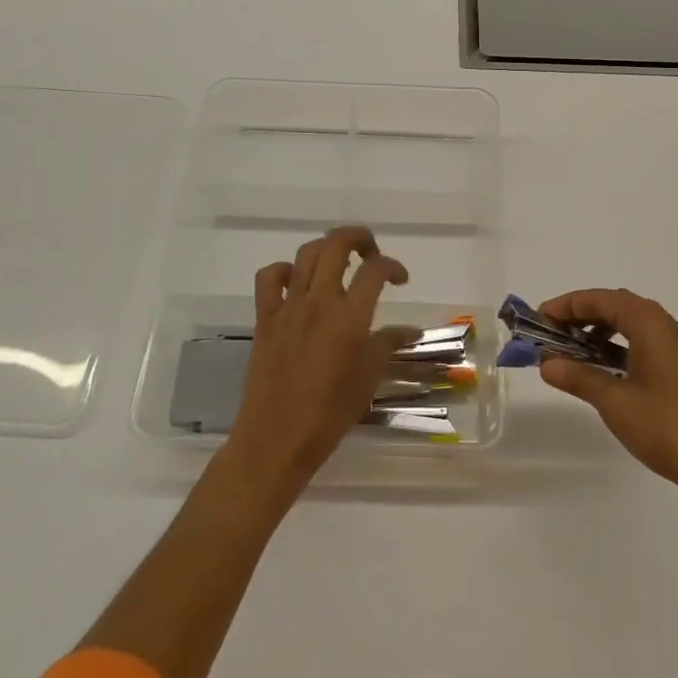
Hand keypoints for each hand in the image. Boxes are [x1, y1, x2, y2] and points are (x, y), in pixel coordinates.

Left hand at [225, 227, 415, 496]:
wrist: (276, 440)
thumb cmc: (329, 414)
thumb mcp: (368, 378)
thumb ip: (388, 345)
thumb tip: (412, 330)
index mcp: (349, 318)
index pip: (375, 270)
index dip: (392, 266)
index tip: (400, 279)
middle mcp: (319, 302)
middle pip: (337, 244)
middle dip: (359, 238)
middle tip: (371, 253)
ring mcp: (288, 307)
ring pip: (306, 254)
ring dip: (327, 249)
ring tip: (340, 263)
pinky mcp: (265, 318)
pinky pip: (270, 278)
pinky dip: (284, 271)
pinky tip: (296, 283)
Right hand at [537, 289, 677, 508]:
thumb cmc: (665, 427)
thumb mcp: (614, 402)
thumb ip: (578, 377)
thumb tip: (546, 363)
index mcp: (651, 324)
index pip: (601, 299)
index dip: (568, 305)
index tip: (540, 317)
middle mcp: (668, 326)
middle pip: (618, 305)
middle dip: (583, 314)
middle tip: (553, 331)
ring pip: (633, 323)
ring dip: (602, 329)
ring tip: (574, 349)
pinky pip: (646, 340)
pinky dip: (621, 344)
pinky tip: (606, 366)